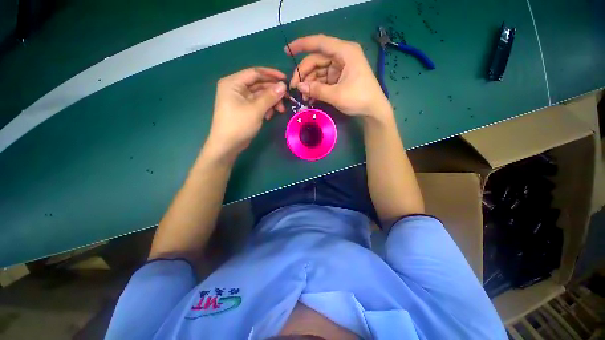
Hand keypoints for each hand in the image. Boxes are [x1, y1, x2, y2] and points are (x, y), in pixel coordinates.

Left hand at [204, 67, 286, 160]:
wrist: (227, 145)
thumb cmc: (239, 125)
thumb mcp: (256, 110)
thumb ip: (270, 96)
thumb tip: (283, 86)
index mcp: (233, 83)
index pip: (255, 73)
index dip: (271, 75)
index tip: (285, 80)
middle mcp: (236, 88)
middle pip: (259, 85)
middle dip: (273, 92)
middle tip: (286, 99)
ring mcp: (240, 100)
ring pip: (260, 95)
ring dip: (271, 102)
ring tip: (280, 110)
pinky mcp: (244, 109)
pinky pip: (258, 104)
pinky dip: (266, 108)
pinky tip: (270, 116)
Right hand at [287, 34, 390, 119]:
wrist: (373, 110)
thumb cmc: (359, 99)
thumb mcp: (337, 95)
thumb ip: (317, 90)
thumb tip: (299, 86)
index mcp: (345, 52)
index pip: (319, 43)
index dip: (301, 45)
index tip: (286, 51)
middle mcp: (342, 56)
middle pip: (316, 60)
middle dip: (304, 73)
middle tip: (294, 88)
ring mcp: (340, 67)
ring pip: (318, 71)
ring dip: (309, 83)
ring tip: (303, 97)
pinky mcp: (339, 78)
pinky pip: (323, 80)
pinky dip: (316, 88)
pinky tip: (310, 98)